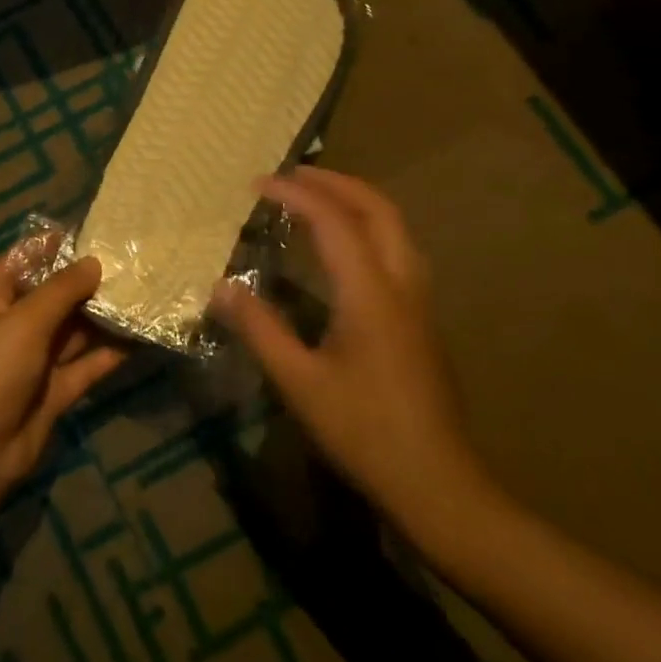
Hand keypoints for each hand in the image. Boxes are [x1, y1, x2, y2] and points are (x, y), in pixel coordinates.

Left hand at [0, 252, 125, 509]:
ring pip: (73, 330)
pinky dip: (108, 353)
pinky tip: (140, 338)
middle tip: (133, 264)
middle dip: (88, 282)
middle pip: (54, 295)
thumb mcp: (23, 322)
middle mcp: (14, 324)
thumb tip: (93, 262)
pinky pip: (85, 365)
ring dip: (103, 316)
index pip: (24, 260)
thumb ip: (60, 291)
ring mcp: (34, 359)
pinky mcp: (54, 390)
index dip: (54, 245)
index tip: (95, 233)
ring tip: (144, 294)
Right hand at [210, 166, 499, 551]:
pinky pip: (397, 250)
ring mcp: (418, 303)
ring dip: (356, 202)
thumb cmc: (364, 432)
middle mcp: (402, 285)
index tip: (258, 183)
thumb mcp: (299, 382)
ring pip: (395, 228)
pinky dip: (367, 228)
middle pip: (379, 210)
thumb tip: (221, 287)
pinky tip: (341, 249)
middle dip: (336, 182)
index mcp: (371, 294)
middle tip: (293, 175)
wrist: (439, 486)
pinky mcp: (421, 321)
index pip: (334, 221)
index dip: (295, 194)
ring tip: (316, 199)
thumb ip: (260, 328)